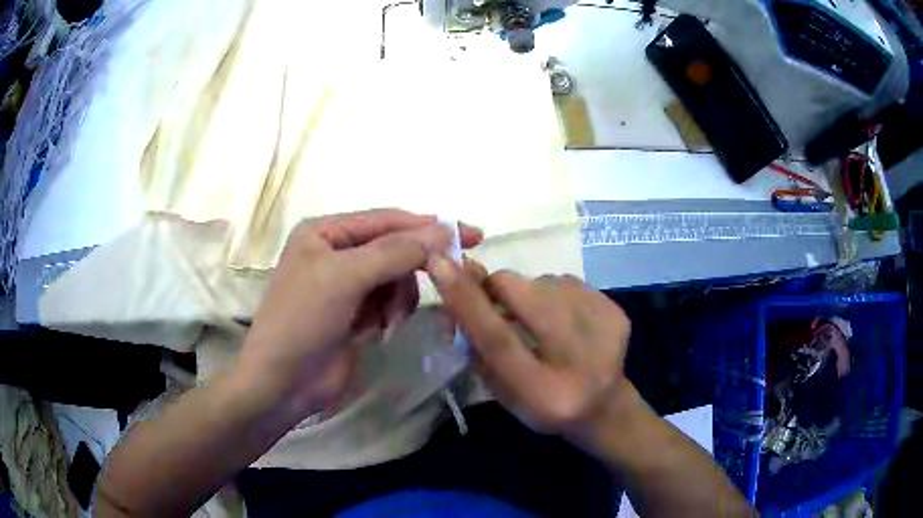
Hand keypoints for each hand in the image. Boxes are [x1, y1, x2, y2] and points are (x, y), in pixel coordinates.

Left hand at [235, 210, 481, 423]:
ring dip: (400, 297)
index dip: (428, 226)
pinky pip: (389, 302)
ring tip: (388, 320)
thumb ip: (396, 251)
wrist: (283, 383)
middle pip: (393, 248)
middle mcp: (335, 253)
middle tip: (452, 274)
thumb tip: (446, 231)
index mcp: (325, 232)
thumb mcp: (346, 277)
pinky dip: (391, 314)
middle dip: (414, 266)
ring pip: (395, 278)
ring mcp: (346, 286)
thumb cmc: (303, 320)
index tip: (471, 234)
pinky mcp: (355, 314)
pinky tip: (379, 332)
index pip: (386, 220)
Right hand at [427, 256, 630, 435]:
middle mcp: (579, 360)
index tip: (439, 263)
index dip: (467, 300)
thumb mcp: (502, 390)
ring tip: (540, 322)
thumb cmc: (543, 406)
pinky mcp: (617, 312)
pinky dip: (555, 295)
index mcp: (542, 393)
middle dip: (498, 288)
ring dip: (530, 295)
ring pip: (545, 281)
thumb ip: (478, 346)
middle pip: (525, 295)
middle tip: (497, 303)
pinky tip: (565, 321)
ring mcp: (605, 330)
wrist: (604, 408)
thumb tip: (458, 286)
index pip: (497, 339)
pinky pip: (568, 281)